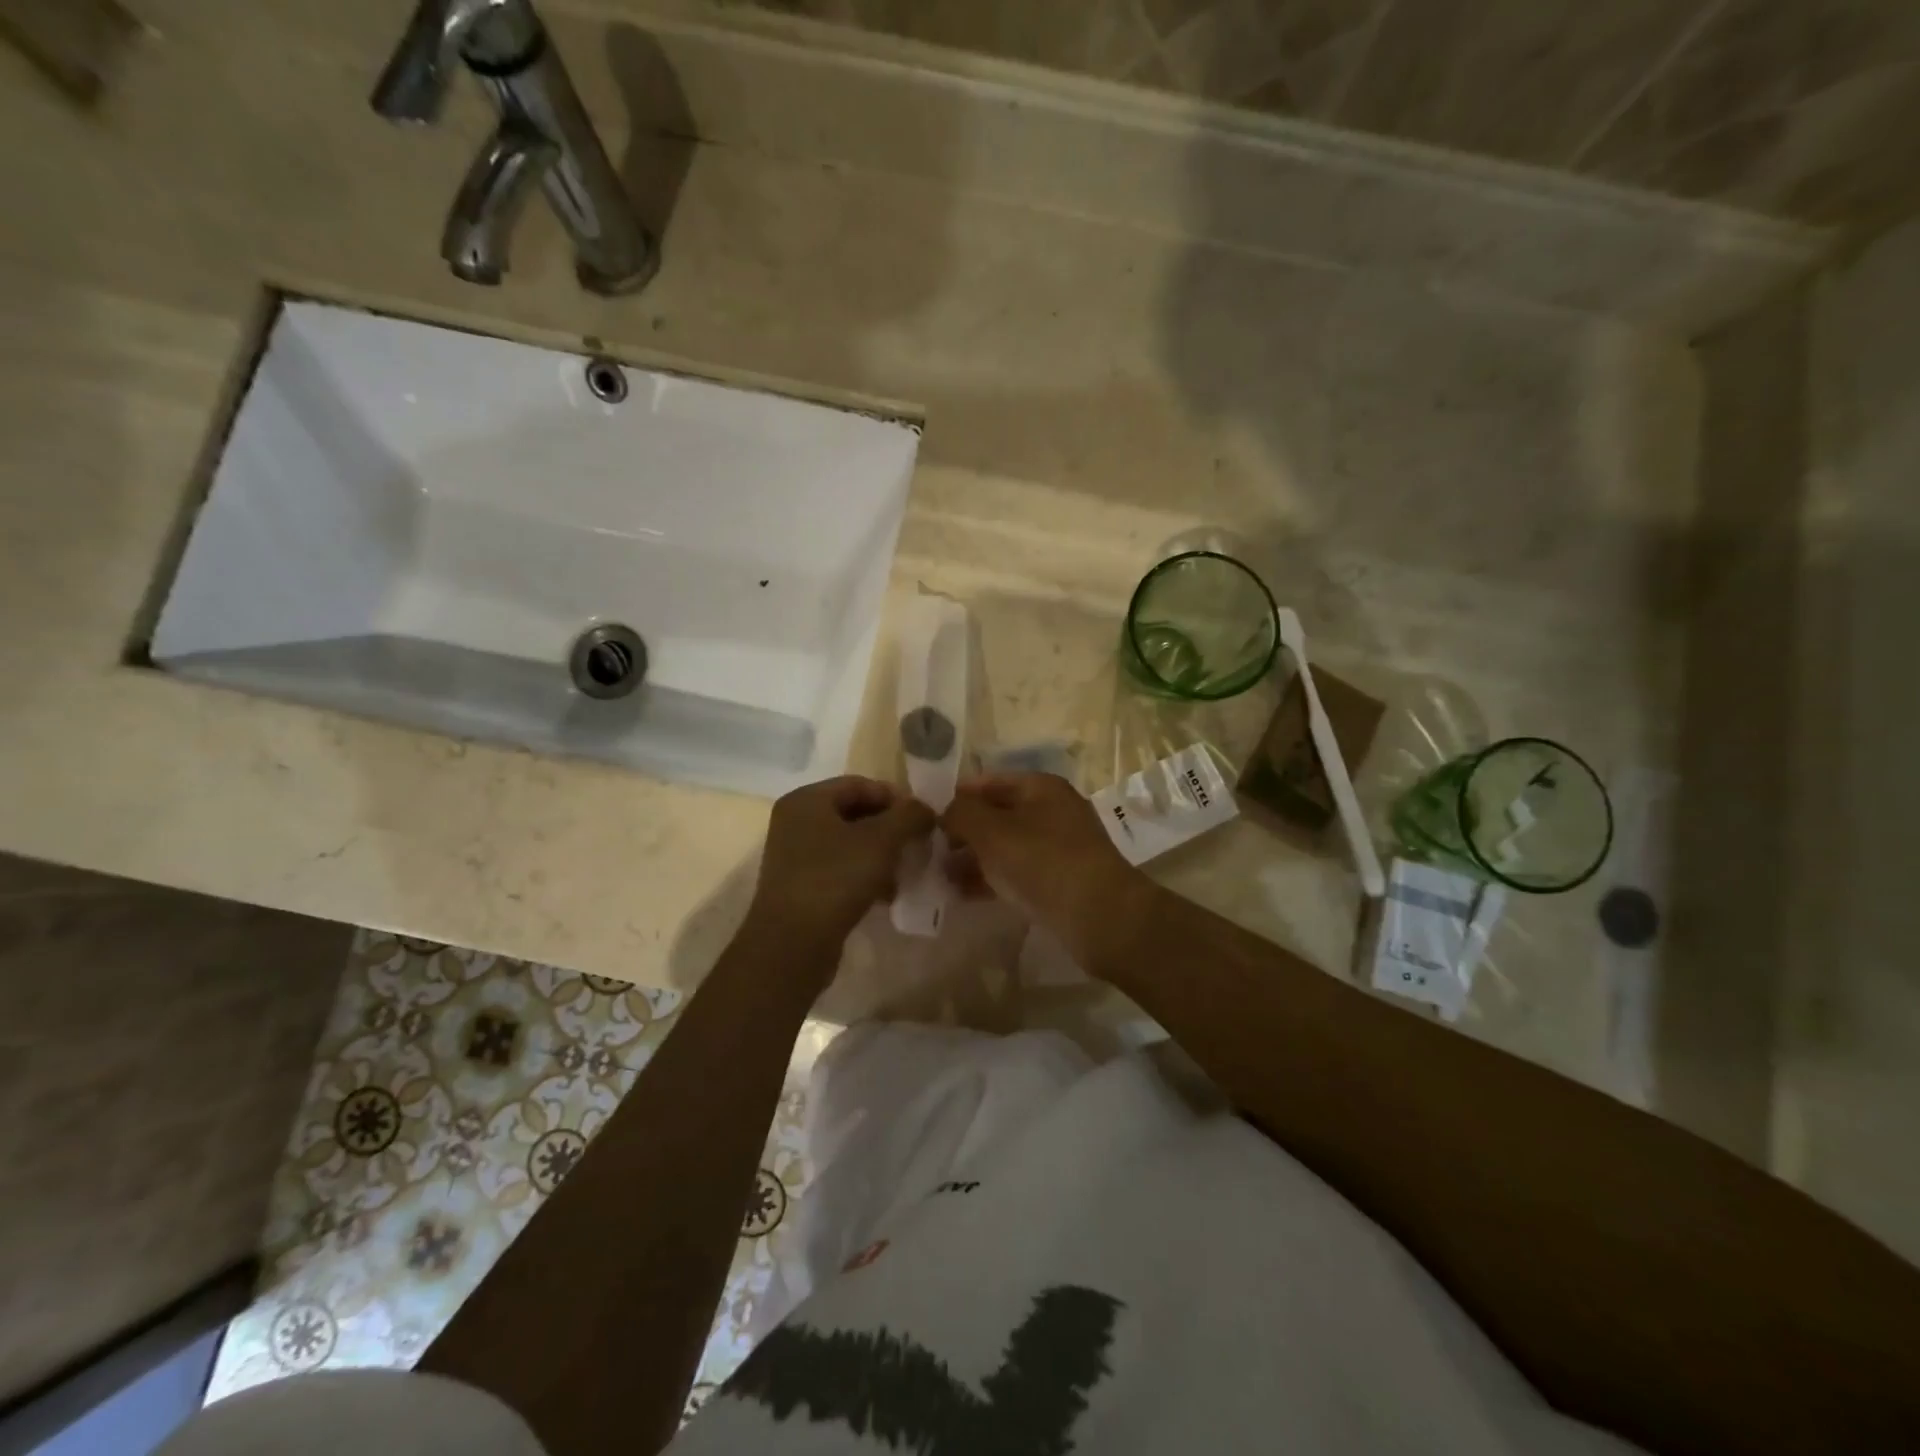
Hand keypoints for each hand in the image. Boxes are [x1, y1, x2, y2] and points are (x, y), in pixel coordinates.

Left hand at [746, 776, 935, 956]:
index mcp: (807, 800)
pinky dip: (865, 876)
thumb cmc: (835, 879)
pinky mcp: (801, 887)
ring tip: (905, 872)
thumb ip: (909, 816)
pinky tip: (886, 895)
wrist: (792, 944)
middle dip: (890, 828)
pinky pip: (840, 870)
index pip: (860, 784)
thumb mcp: (881, 841)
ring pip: (850, 844)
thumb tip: (925, 810)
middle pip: (854, 813)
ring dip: (881, 855)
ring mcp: (795, 856)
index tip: (923, 819)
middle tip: (918, 845)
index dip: (895, 798)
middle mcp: (796, 822)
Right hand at [941, 772, 1150, 959]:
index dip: (957, 797)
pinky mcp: (1059, 879)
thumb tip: (946, 811)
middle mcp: (1051, 810)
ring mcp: (1057, 846)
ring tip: (939, 877)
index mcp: (1040, 787)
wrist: (1100, 916)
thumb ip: (962, 814)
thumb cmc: (1042, 862)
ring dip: (973, 858)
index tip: (926, 817)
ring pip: (1005, 845)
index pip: (988, 782)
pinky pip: (1016, 871)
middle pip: (996, 814)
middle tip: (929, 851)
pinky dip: (991, 878)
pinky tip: (963, 894)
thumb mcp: (992, 831)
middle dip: (963, 832)